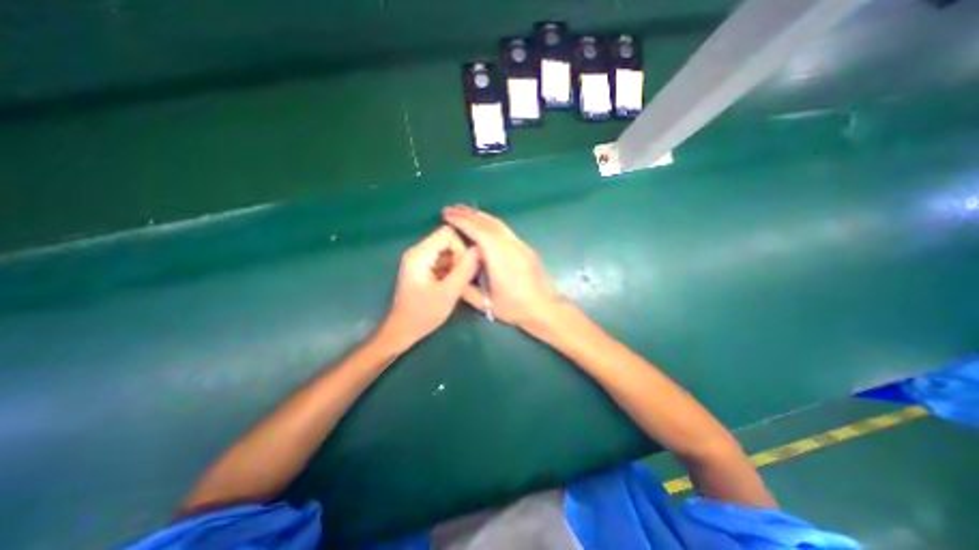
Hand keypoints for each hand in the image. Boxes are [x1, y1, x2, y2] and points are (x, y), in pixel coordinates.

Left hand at [377, 222, 477, 350]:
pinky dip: (451, 269)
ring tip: (454, 284)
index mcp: (420, 254)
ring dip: (456, 265)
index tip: (462, 269)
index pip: (448, 233)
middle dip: (459, 257)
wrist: (403, 330)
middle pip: (448, 240)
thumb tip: (479, 249)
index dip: (460, 248)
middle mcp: (418, 252)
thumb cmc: (423, 314)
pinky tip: (450, 285)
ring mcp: (420, 260)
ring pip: (447, 250)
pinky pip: (443, 260)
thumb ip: (465, 270)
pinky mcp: (423, 268)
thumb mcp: (448, 293)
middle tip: (458, 279)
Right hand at [443, 204, 561, 331]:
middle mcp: (510, 246)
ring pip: (498, 224)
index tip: (447, 215)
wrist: (545, 307)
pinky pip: (505, 229)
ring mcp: (520, 245)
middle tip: (451, 209)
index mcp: (500, 257)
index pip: (478, 232)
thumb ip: (466, 289)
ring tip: (465, 211)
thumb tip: (453, 275)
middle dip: (468, 214)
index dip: (462, 222)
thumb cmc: (515, 307)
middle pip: (487, 223)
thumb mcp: (486, 304)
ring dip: (480, 216)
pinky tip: (485, 224)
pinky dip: (491, 222)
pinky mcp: (525, 247)